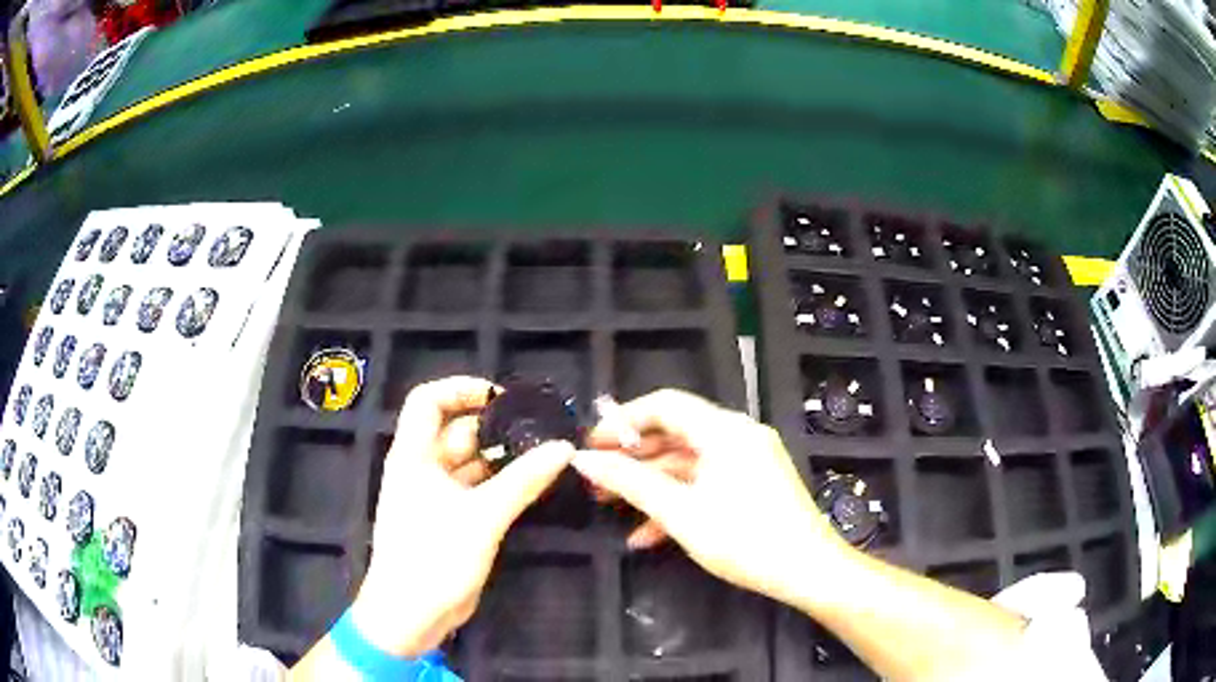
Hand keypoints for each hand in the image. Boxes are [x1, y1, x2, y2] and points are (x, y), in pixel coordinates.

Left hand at [350, 376, 573, 656]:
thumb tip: (562, 449)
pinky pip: (478, 490)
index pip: (428, 401)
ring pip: (470, 463)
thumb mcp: (482, 517)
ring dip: (502, 458)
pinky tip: (533, 484)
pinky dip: (502, 483)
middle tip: (540, 430)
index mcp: (413, 455)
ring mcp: (436, 496)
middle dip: (495, 427)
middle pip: (456, 431)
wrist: (412, 614)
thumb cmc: (433, 557)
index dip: (461, 389)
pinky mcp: (451, 520)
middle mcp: (422, 469)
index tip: (502, 398)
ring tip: (545, 454)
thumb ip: (522, 481)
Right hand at [573, 389, 850, 605]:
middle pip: (675, 433)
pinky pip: (707, 482)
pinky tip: (647, 533)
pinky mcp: (753, 483)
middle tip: (597, 479)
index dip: (623, 420)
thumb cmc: (745, 539)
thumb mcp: (681, 513)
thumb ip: (630, 482)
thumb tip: (585, 460)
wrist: (808, 571)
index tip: (591, 445)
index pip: (664, 405)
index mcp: (725, 430)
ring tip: (612, 505)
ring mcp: (749, 460)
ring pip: (688, 462)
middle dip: (633, 457)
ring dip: (651, 483)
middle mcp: (738, 435)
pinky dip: (678, 500)